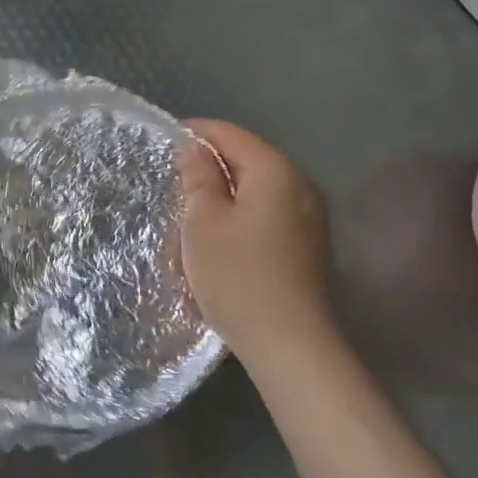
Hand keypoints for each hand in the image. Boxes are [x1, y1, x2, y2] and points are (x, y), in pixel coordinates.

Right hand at [178, 119, 334, 363]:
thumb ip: (199, 179)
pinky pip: (270, 213)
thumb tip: (196, 150)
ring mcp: (311, 216)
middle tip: (174, 181)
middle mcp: (300, 185)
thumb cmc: (238, 277)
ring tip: (193, 212)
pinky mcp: (310, 244)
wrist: (291, 344)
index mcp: (275, 171)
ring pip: (259, 189)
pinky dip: (243, 214)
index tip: (166, 141)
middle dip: (211, 166)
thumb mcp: (203, 223)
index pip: (230, 134)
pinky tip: (222, 238)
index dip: (196, 133)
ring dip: (226, 194)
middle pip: (248, 159)